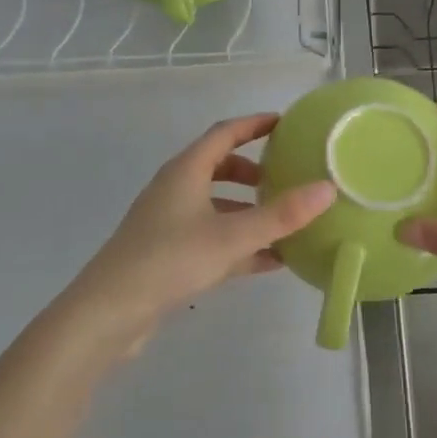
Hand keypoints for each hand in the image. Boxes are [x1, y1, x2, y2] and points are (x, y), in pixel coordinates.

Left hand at [57, 113, 335, 354]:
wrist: (108, 314)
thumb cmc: (169, 260)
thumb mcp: (231, 236)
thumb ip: (280, 215)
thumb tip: (328, 188)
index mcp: (186, 171)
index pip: (224, 133)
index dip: (255, 124)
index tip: (285, 123)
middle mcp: (176, 189)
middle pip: (219, 167)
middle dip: (254, 170)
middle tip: (286, 177)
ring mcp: (170, 223)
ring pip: (217, 205)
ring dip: (248, 209)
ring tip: (284, 221)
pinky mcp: (169, 254)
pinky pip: (213, 238)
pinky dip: (240, 243)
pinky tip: (269, 261)